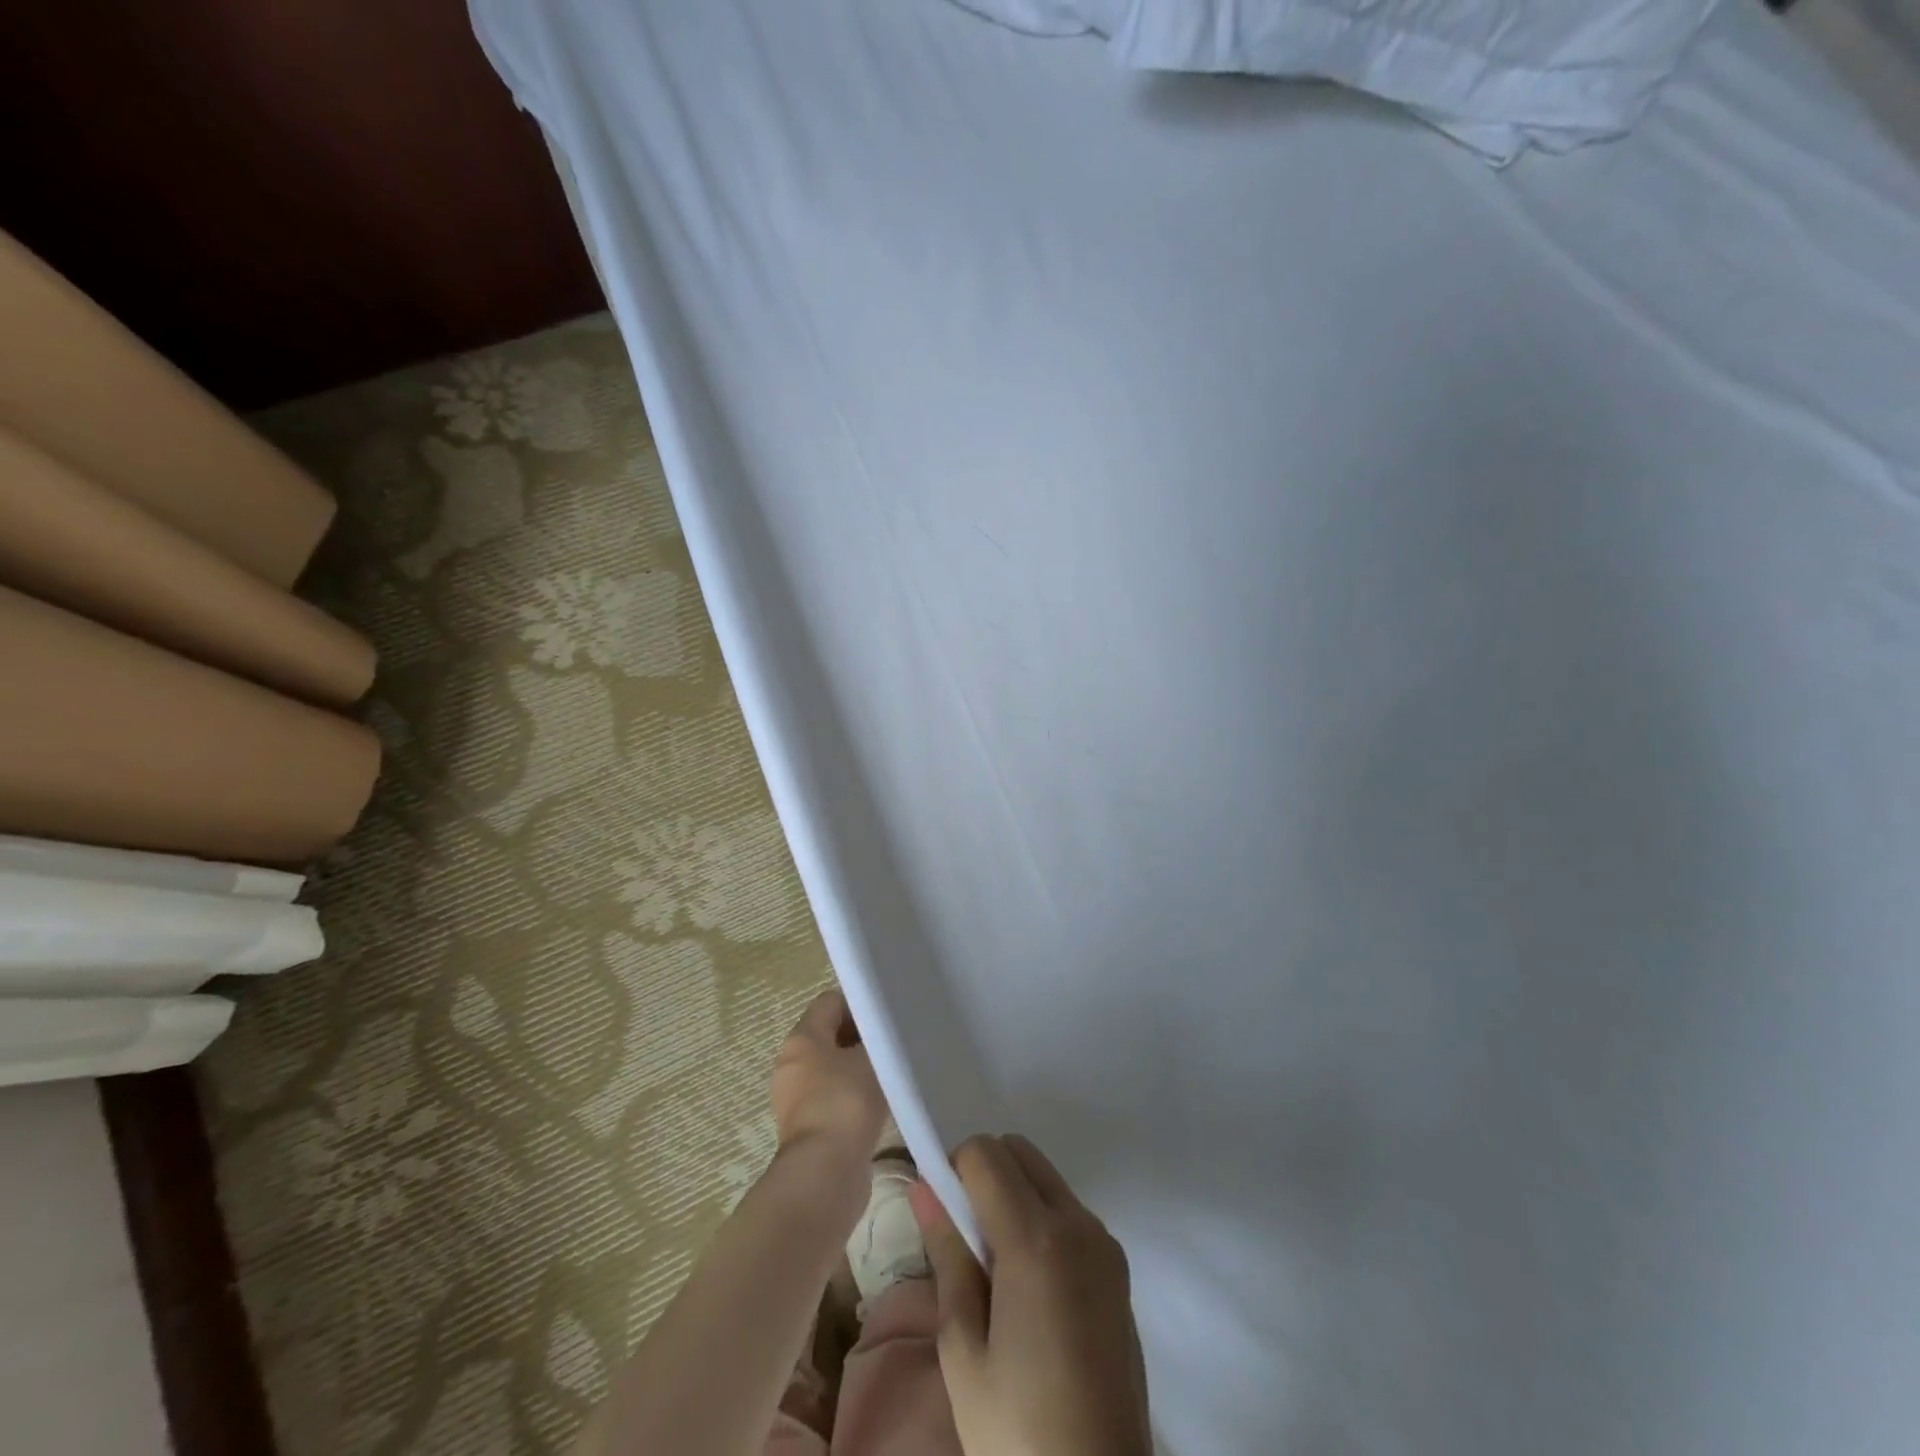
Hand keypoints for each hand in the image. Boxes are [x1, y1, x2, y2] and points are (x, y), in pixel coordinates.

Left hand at [769, 988, 887, 1157]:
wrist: (825, 1174)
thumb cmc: (846, 1103)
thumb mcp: (872, 1059)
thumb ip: (878, 1038)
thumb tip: (883, 1033)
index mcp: (801, 1039)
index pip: (830, 1002)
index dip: (859, 1004)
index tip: (887, 1017)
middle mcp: (792, 1064)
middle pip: (829, 1035)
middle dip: (860, 1037)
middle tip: (893, 1044)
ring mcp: (796, 1099)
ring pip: (832, 1069)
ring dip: (858, 1070)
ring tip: (891, 1075)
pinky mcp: (808, 1129)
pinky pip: (834, 1099)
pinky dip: (854, 1098)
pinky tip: (880, 1105)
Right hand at [910, 1134, 1151, 1455]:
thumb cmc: (1016, 1430)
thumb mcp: (963, 1348)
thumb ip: (946, 1253)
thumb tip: (923, 1185)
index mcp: (1037, 1239)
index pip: (986, 1153)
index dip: (954, 1169)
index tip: (942, 1212)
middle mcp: (1078, 1223)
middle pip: (1019, 1150)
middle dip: (984, 1173)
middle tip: (965, 1239)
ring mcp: (1105, 1242)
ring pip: (1046, 1176)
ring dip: (1014, 1194)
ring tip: (997, 1270)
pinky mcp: (1119, 1265)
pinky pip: (1070, 1210)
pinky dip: (1041, 1217)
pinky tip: (1031, 1287)